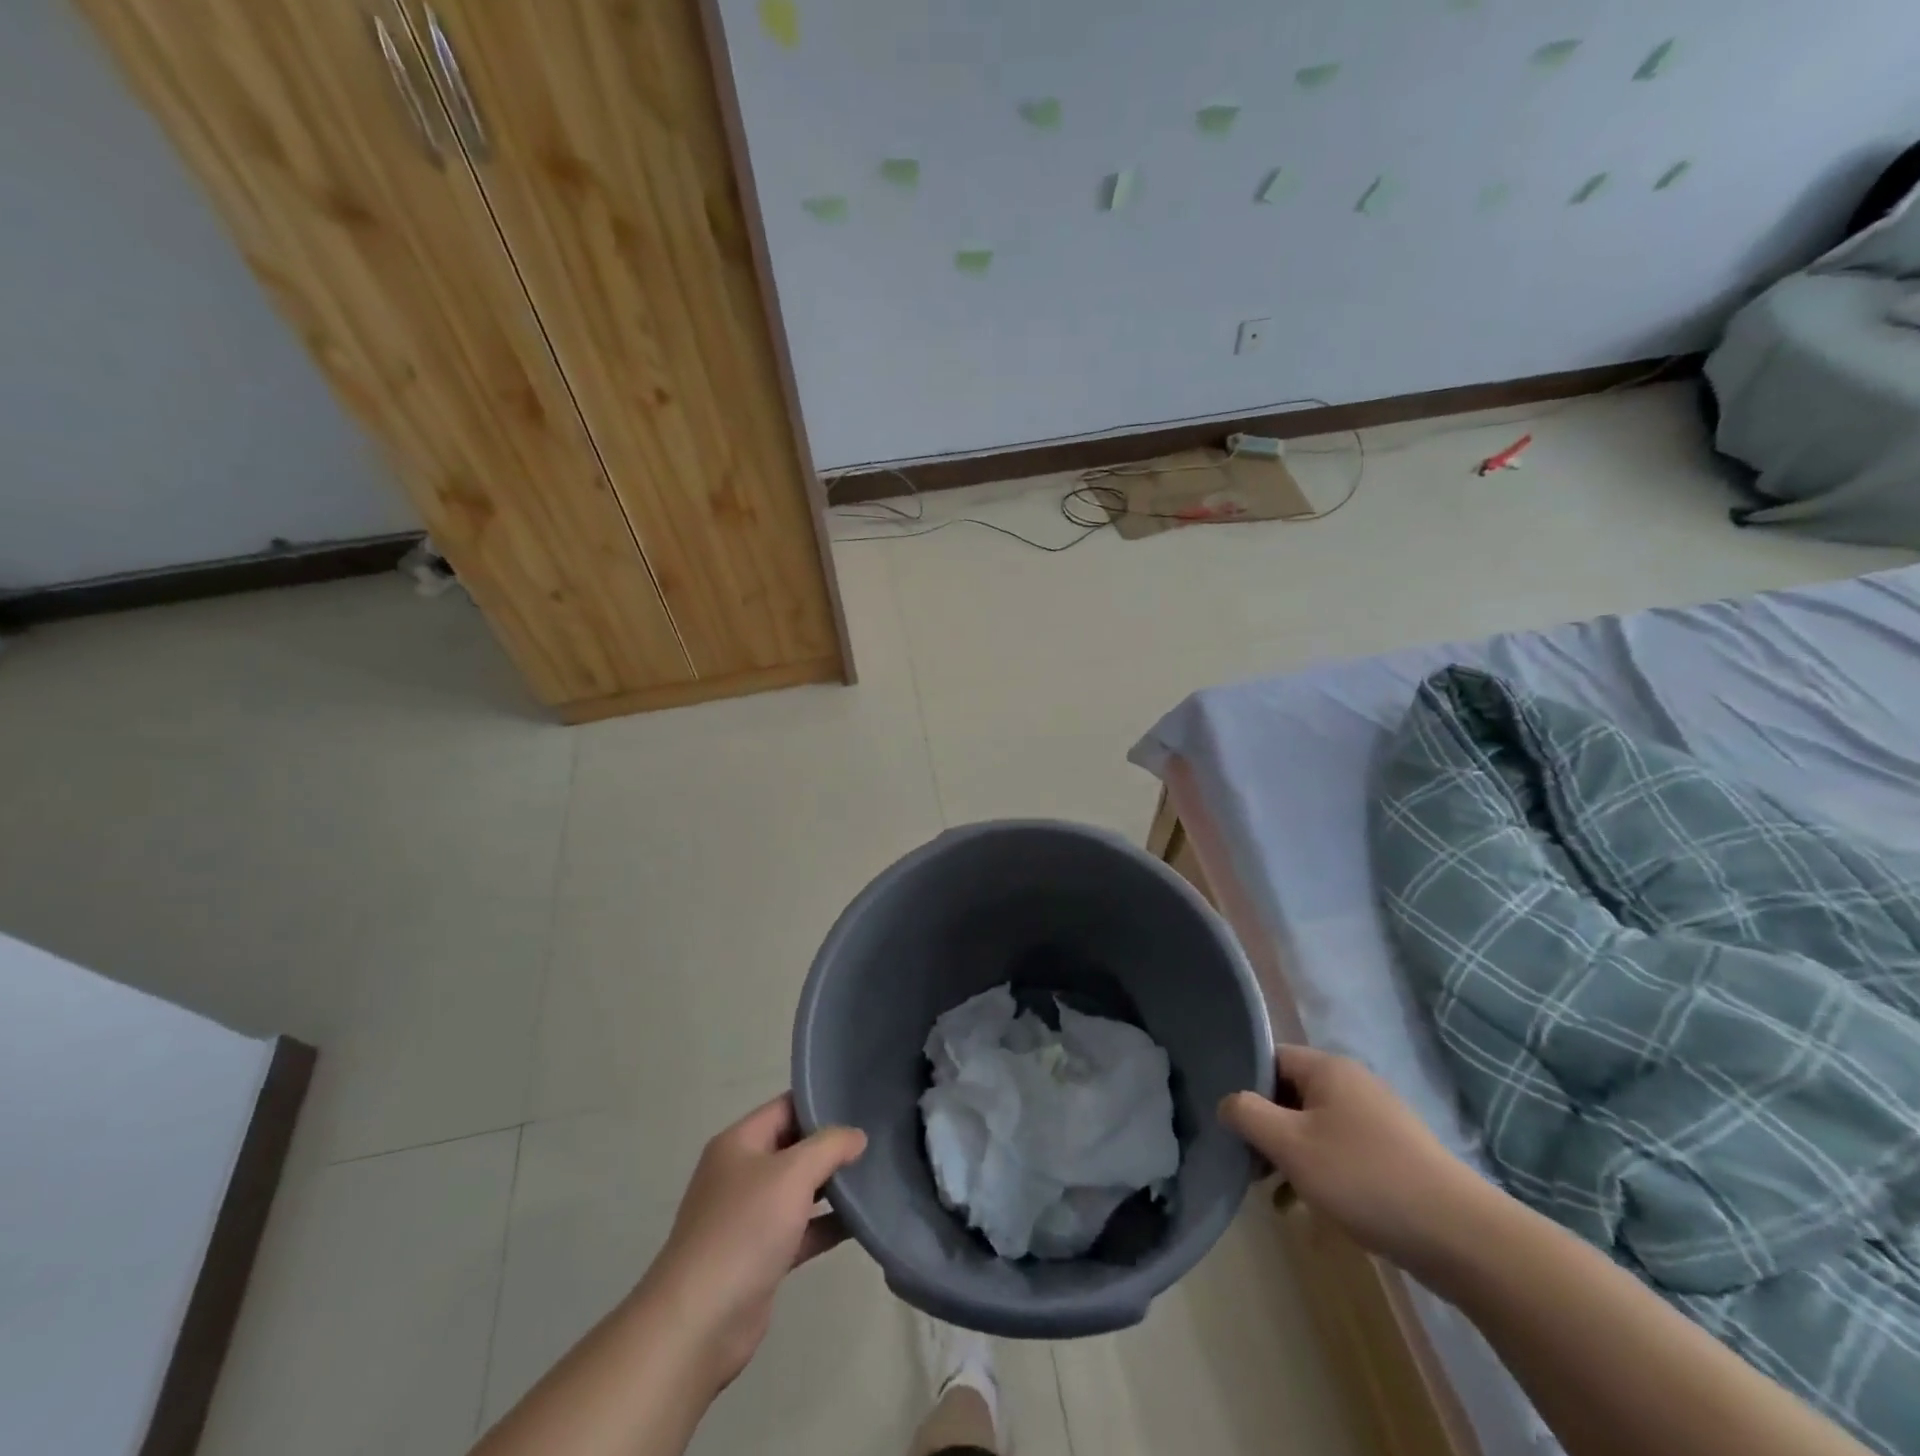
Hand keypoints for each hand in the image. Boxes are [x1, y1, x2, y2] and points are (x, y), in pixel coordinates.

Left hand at [640, 1095, 866, 1393]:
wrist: (699, 1324)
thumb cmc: (744, 1230)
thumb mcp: (793, 1173)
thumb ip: (830, 1146)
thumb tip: (857, 1136)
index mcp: (739, 1143)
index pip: (786, 1106)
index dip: (821, 1102)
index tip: (861, 1102)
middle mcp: (741, 1173)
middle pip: (794, 1147)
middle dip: (831, 1145)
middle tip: (876, 1138)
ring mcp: (749, 1217)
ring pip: (799, 1190)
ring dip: (832, 1185)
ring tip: (876, 1175)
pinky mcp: (760, 1257)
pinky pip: (801, 1229)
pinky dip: (827, 1224)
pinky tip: (861, 1222)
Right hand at [1219, 1045, 1493, 1272]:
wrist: (1461, 1237)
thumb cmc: (1364, 1178)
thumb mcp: (1291, 1144)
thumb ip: (1247, 1114)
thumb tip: (1226, 1102)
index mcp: (1328, 1069)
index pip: (1269, 1058)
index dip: (1244, 1085)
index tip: (1230, 1123)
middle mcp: (1353, 1084)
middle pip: (1291, 1094)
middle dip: (1267, 1129)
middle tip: (1249, 1165)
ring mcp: (1378, 1120)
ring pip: (1314, 1128)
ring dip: (1291, 1157)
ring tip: (1275, 1196)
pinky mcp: (1395, 1156)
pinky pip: (1341, 1153)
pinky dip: (1321, 1175)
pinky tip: (1312, 1215)